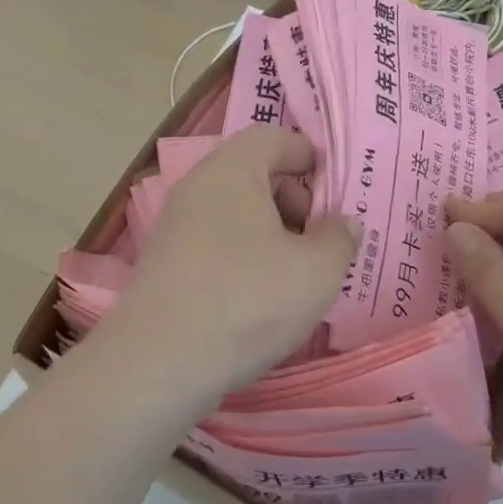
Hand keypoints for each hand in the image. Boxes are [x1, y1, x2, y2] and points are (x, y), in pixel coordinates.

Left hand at [113, 127, 357, 403]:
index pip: (276, 138)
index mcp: (233, 169)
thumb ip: (340, 238)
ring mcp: (176, 226)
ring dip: (272, 235)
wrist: (159, 365)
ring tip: (298, 275)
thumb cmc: (249, 300)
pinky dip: (244, 258)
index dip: (312, 159)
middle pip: (257, 174)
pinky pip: (217, 243)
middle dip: (296, 201)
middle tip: (322, 241)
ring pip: (237, 213)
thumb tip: (342, 223)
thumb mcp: (317, 270)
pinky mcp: (165, 264)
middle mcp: (198, 186)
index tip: (338, 197)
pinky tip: (262, 298)